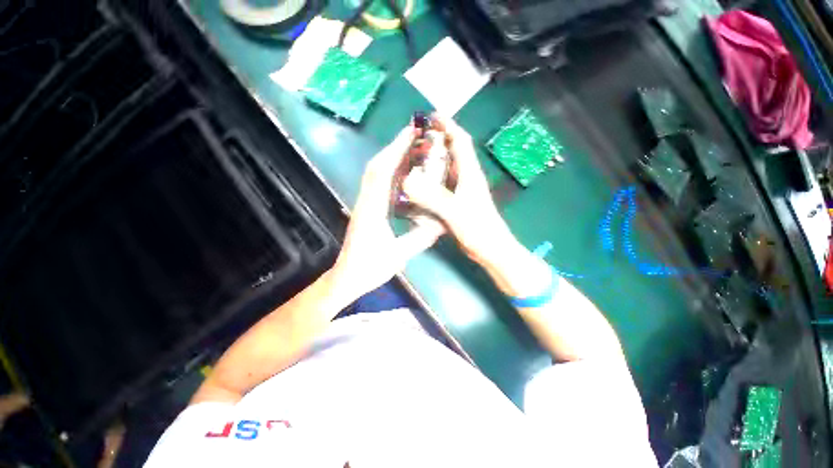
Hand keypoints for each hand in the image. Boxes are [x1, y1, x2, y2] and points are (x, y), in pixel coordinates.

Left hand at [331, 126, 444, 298]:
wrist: (347, 277)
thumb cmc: (369, 268)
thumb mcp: (398, 256)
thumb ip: (419, 239)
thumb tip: (440, 224)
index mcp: (373, 210)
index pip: (383, 173)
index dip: (396, 150)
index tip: (410, 134)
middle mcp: (365, 201)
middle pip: (376, 166)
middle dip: (393, 147)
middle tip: (413, 134)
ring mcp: (364, 204)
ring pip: (374, 173)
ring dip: (390, 156)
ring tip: (409, 147)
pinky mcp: (366, 208)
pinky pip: (376, 183)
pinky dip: (388, 171)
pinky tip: (401, 171)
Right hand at [402, 117, 520, 267]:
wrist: (491, 249)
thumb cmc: (478, 229)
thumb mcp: (455, 211)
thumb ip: (433, 197)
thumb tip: (409, 181)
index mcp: (469, 174)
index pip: (460, 141)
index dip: (449, 126)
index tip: (433, 116)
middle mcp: (467, 178)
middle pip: (453, 152)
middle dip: (438, 140)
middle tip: (417, 138)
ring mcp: (463, 191)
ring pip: (447, 169)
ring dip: (434, 160)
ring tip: (415, 158)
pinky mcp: (458, 202)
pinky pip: (443, 185)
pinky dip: (433, 180)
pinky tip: (421, 184)